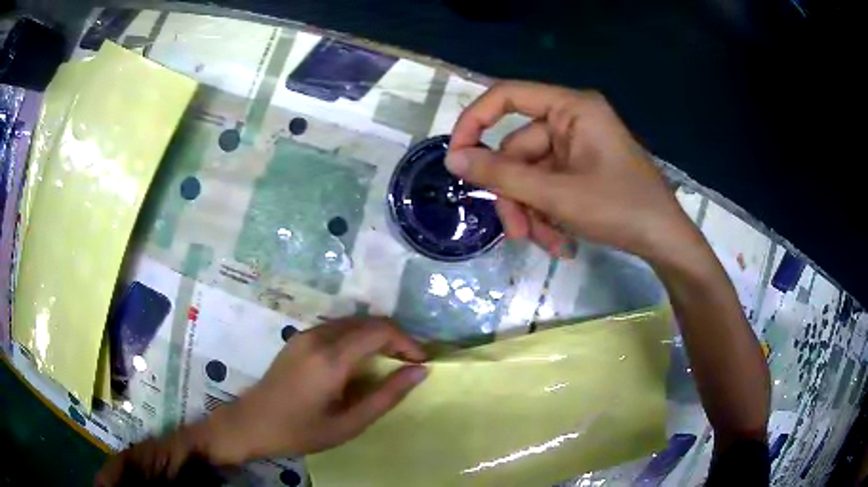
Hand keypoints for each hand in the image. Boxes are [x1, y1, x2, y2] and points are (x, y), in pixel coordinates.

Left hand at [96, 318, 427, 484]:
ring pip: (353, 321)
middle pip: (369, 321)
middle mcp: (319, 336)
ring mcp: (306, 334)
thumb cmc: (300, 431)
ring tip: (390, 363)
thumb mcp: (348, 423)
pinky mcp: (299, 338)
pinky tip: (360, 361)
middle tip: (409, 364)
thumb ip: (387, 395)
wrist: (251, 423)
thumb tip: (420, 371)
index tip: (421, 362)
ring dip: (377, 336)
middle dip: (396, 337)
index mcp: (332, 358)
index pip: (380, 331)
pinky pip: (338, 327)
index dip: (408, 342)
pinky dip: (358, 337)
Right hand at [446, 81, 696, 262]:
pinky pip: (548, 186)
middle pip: (518, 150)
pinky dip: (547, 214)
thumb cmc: (620, 208)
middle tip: (517, 233)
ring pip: (531, 175)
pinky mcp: (582, 169)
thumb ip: (502, 175)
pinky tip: (560, 242)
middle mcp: (571, 120)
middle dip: (515, 195)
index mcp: (571, 108)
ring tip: (546, 243)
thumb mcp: (557, 194)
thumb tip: (453, 159)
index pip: (506, 96)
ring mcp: (577, 146)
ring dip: (531, 212)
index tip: (457, 157)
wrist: (665, 241)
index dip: (475, 122)